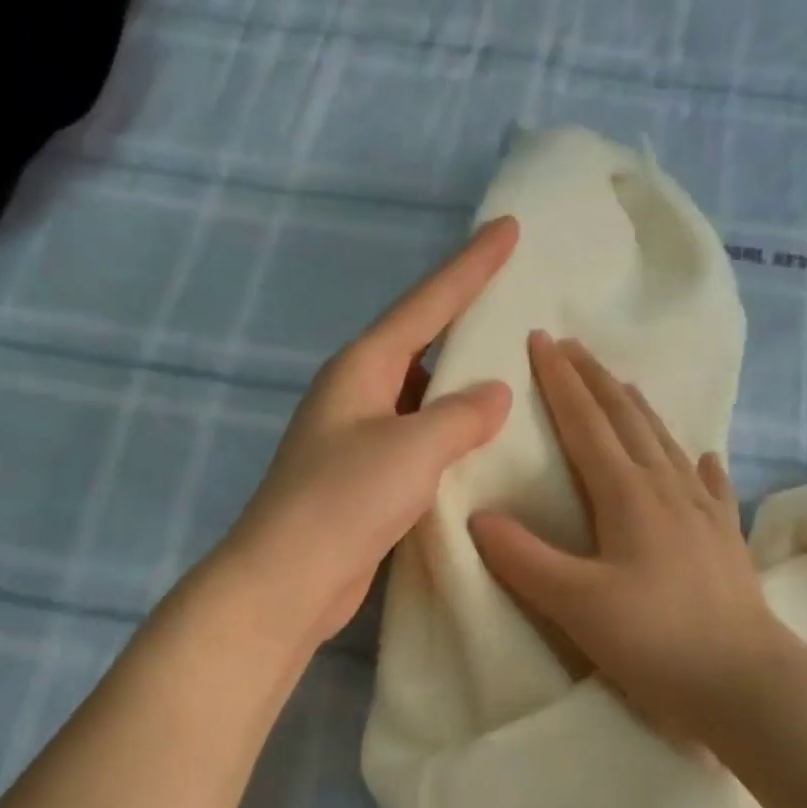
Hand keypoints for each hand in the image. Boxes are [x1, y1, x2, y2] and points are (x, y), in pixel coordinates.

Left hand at [224, 218, 518, 645]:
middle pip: (419, 347)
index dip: (469, 267)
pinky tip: (481, 449)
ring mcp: (355, 442)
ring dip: (458, 392)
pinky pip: (416, 445)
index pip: (425, 305)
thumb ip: (460, 415)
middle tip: (517, 309)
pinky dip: (448, 441)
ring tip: (514, 380)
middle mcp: (354, 396)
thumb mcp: (412, 448)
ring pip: (419, 401)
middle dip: (464, 327)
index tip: (508, 227)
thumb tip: (492, 394)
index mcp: (360, 368)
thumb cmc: (344, 501)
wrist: (288, 580)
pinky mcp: (362, 484)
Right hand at [470, 332, 796, 744]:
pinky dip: (697, 462)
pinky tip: (703, 454)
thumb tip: (479, 517)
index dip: (560, 381)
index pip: (585, 423)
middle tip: (573, 345)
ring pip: (665, 443)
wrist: (746, 682)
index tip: (541, 338)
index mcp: (627, 495)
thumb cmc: (654, 640)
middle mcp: (667, 489)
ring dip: (638, 409)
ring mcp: (703, 511)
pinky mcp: (724, 539)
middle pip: (627, 419)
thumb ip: (522, 558)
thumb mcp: (574, 604)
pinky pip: (709, 484)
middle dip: (596, 379)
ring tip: (622, 384)